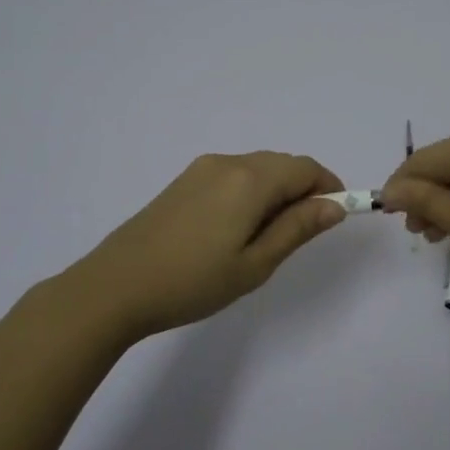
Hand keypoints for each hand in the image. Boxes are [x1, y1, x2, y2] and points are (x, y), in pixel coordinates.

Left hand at [69, 151, 346, 341]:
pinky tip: (236, 230)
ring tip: (267, 238)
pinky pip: (232, 176)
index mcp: (249, 180)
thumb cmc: (192, 282)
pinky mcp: (182, 182)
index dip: (329, 187)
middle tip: (301, 236)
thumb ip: (297, 229)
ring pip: (256, 169)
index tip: (335, 218)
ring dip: (276, 192)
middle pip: (281, 164)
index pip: (305, 168)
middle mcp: (227, 162)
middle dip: (303, 190)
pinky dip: (250, 193)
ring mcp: (201, 170)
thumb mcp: (255, 264)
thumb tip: (334, 205)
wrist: (115, 287)